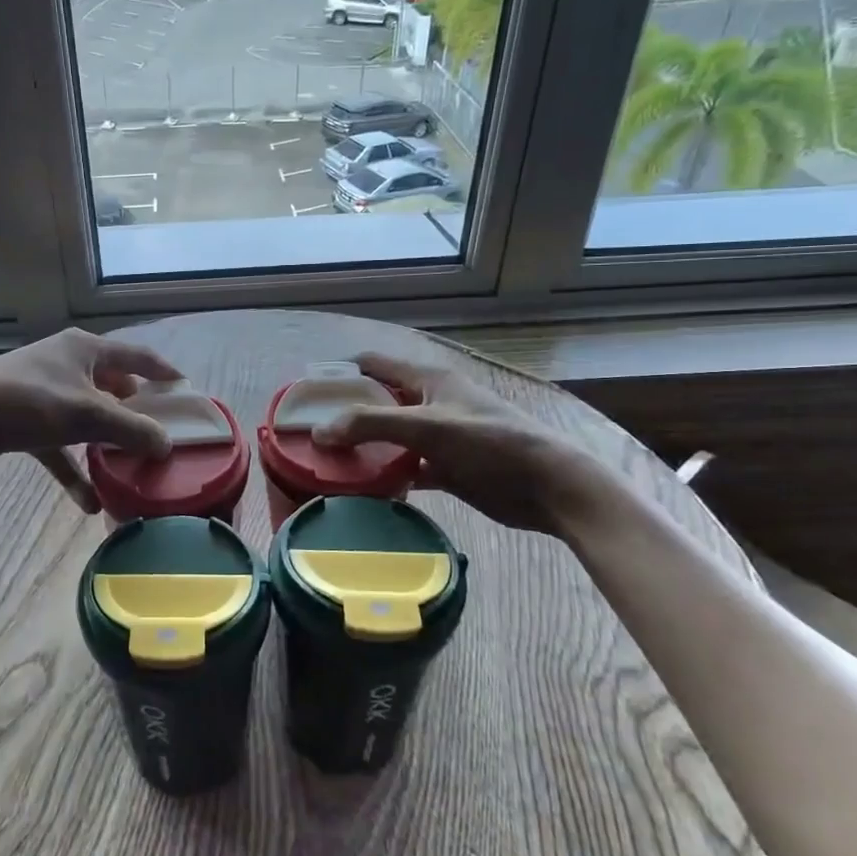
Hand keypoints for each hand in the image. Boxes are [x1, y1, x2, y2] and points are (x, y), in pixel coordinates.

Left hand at [0, 329, 182, 512]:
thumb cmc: (30, 401)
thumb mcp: (88, 414)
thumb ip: (132, 429)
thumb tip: (167, 445)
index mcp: (84, 349)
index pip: (136, 356)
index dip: (162, 372)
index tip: (185, 389)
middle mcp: (67, 365)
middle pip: (112, 387)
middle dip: (134, 412)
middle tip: (160, 433)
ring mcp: (45, 394)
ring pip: (87, 419)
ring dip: (106, 444)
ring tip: (131, 465)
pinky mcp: (27, 423)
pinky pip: (61, 448)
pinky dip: (75, 470)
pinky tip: (90, 503)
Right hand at [314, 351, 628, 536]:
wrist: (549, 488)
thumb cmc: (491, 444)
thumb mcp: (429, 427)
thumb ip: (372, 424)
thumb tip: (319, 432)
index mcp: (428, 380)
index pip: (374, 365)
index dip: (341, 373)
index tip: (307, 394)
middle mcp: (430, 403)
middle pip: (377, 403)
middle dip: (345, 415)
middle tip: (309, 434)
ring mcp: (438, 437)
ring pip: (389, 438)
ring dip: (363, 449)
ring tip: (326, 464)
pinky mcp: (446, 468)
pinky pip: (405, 468)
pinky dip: (385, 476)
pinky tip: (362, 490)